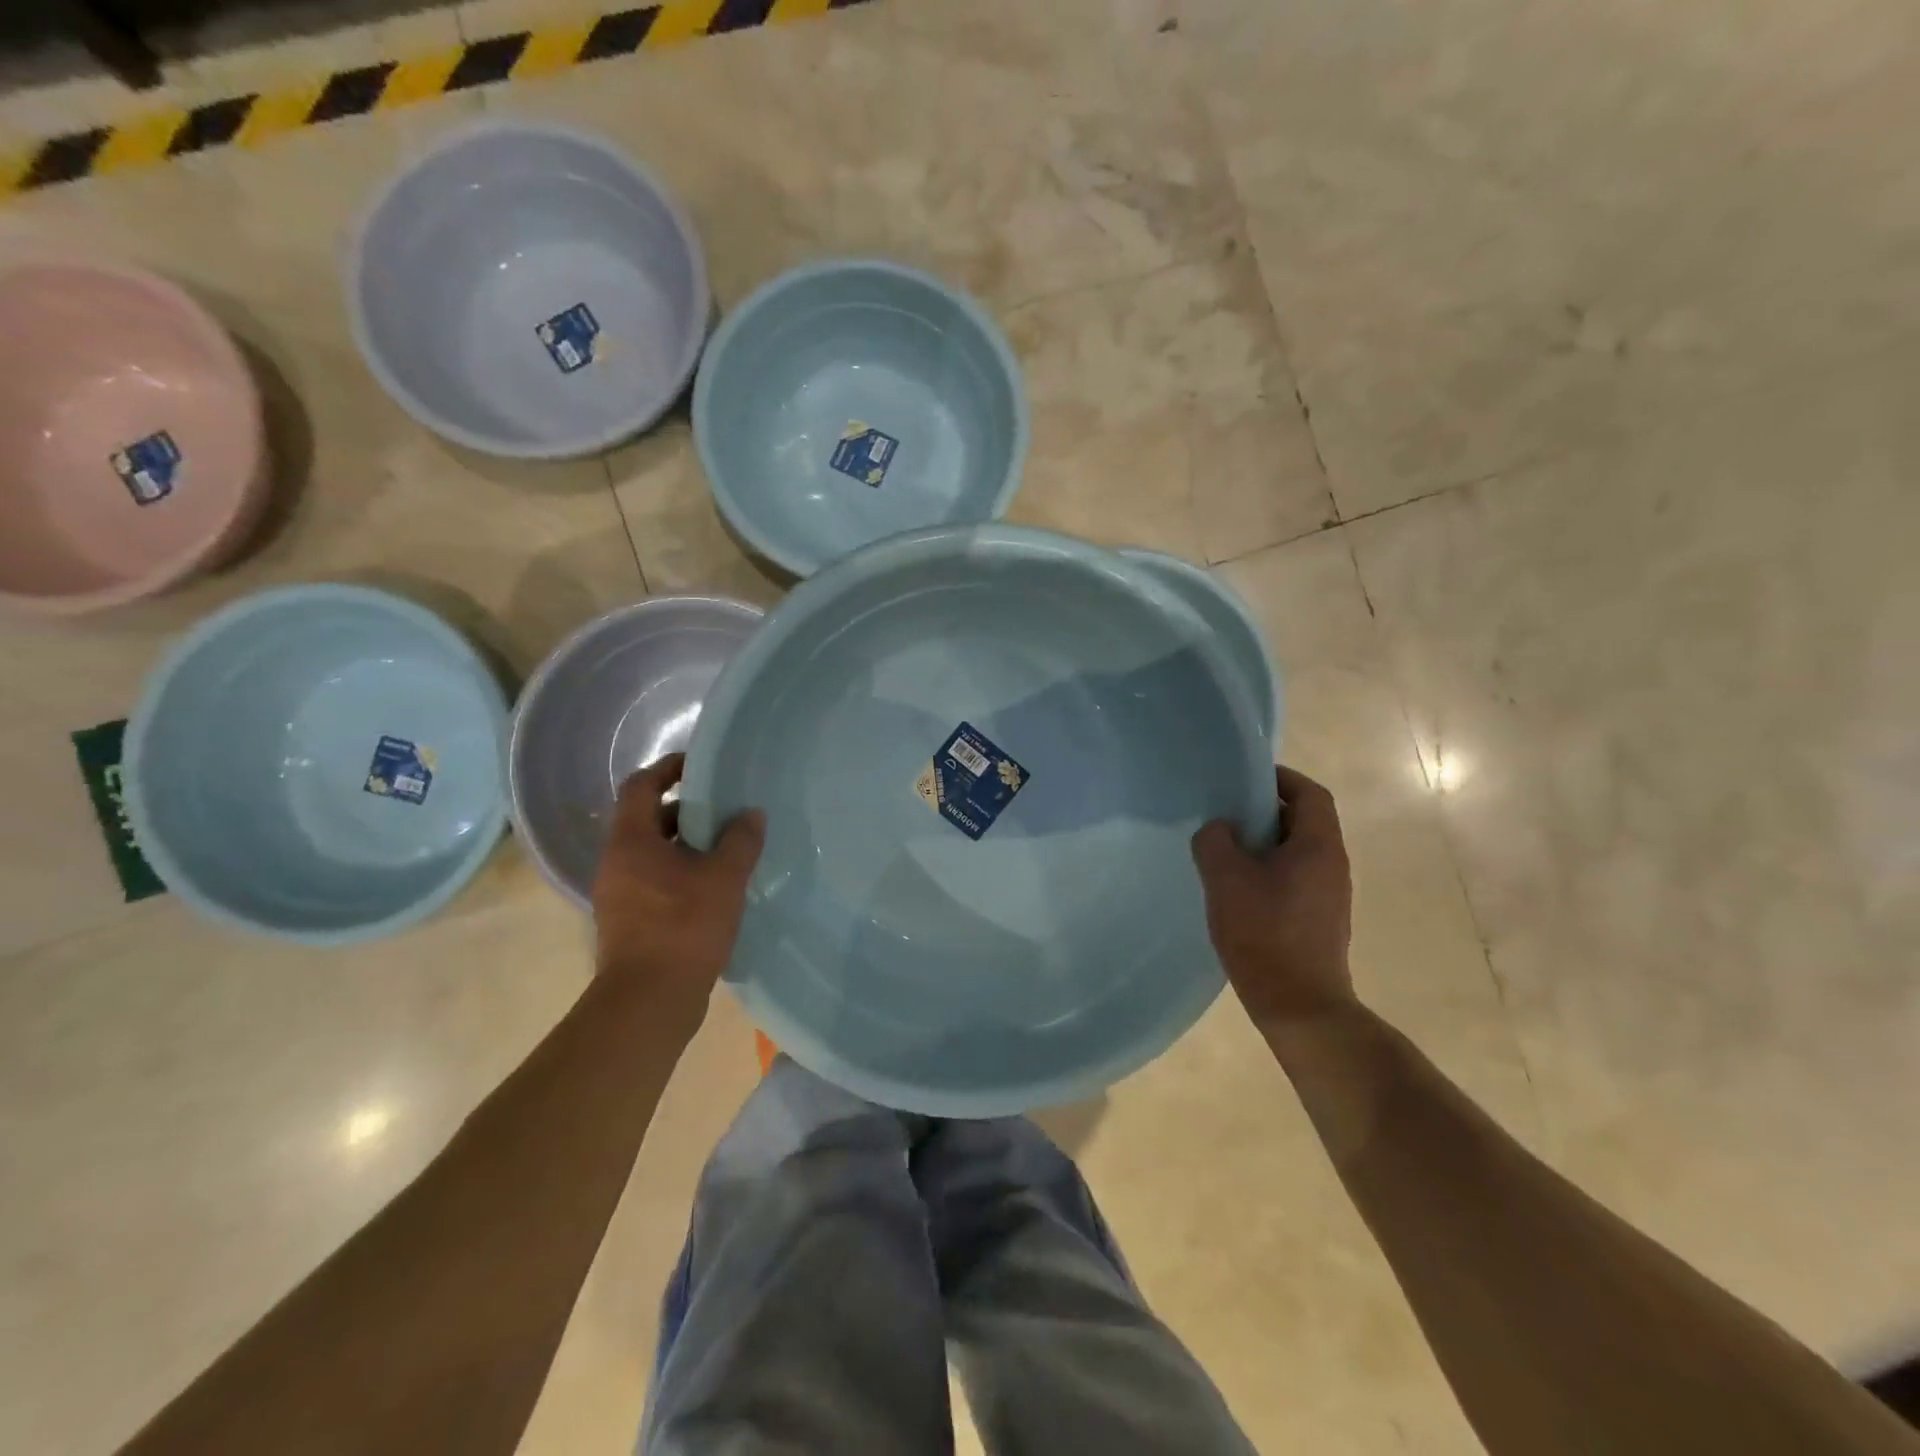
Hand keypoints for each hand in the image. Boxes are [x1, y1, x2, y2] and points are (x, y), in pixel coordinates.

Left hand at [590, 754, 764, 1035]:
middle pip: (647, 819)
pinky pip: (655, 880)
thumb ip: (740, 841)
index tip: (699, 765)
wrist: (648, 1002)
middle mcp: (616, 862)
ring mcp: (619, 894)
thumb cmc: (683, 928)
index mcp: (630, 842)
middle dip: (686, 810)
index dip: (667, 769)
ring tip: (727, 846)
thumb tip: (752, 814)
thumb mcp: (723, 879)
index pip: (640, 786)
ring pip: (653, 853)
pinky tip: (716, 886)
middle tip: (725, 808)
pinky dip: (682, 873)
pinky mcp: (630, 921)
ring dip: (687, 844)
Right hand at [1191, 765, 1356, 1031]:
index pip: (1310, 794)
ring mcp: (1329, 895)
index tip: (1245, 779)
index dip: (1281, 779)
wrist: (1300, 1006)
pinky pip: (1293, 878)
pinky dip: (1267, 871)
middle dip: (1265, 811)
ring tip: (1224, 850)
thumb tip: (1219, 830)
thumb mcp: (1226, 879)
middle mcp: (1332, 865)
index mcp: (1319, 846)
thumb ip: (1215, 841)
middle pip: (1303, 821)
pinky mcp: (1318, 920)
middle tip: (1225, 814)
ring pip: (1296, 852)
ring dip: (1263, 844)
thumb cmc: (1264, 934)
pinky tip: (1236, 889)